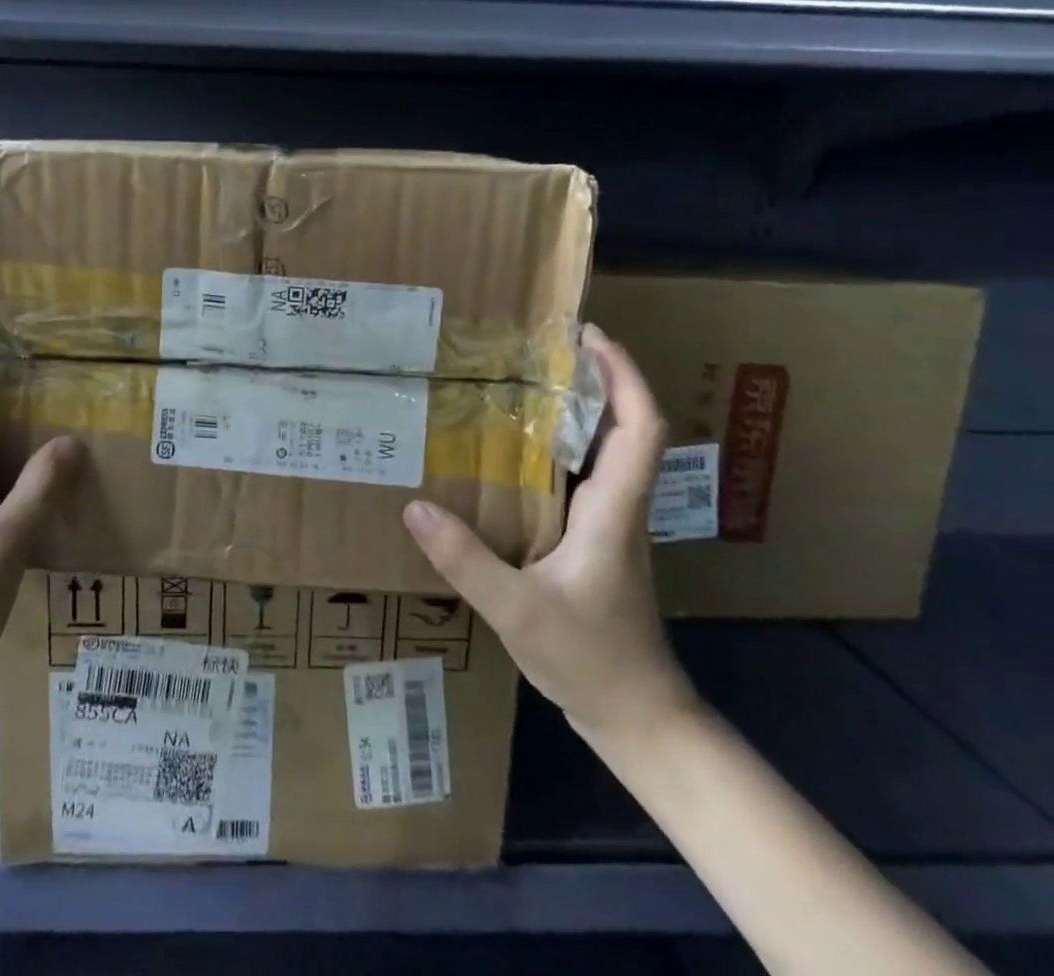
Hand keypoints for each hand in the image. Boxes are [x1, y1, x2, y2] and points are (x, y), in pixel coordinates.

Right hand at [403, 325, 695, 747]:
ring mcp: (611, 524)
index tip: (590, 336)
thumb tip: (413, 506)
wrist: (637, 717)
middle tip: (545, 346)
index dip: (624, 376)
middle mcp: (620, 506)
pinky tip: (517, 451)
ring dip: (582, 408)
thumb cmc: (591, 659)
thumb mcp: (518, 612)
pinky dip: (563, 447)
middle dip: (598, 377)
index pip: (639, 427)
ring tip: (527, 382)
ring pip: (607, 450)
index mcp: (615, 510)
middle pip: (627, 426)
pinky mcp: (596, 541)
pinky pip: (584, 477)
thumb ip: (466, 560)